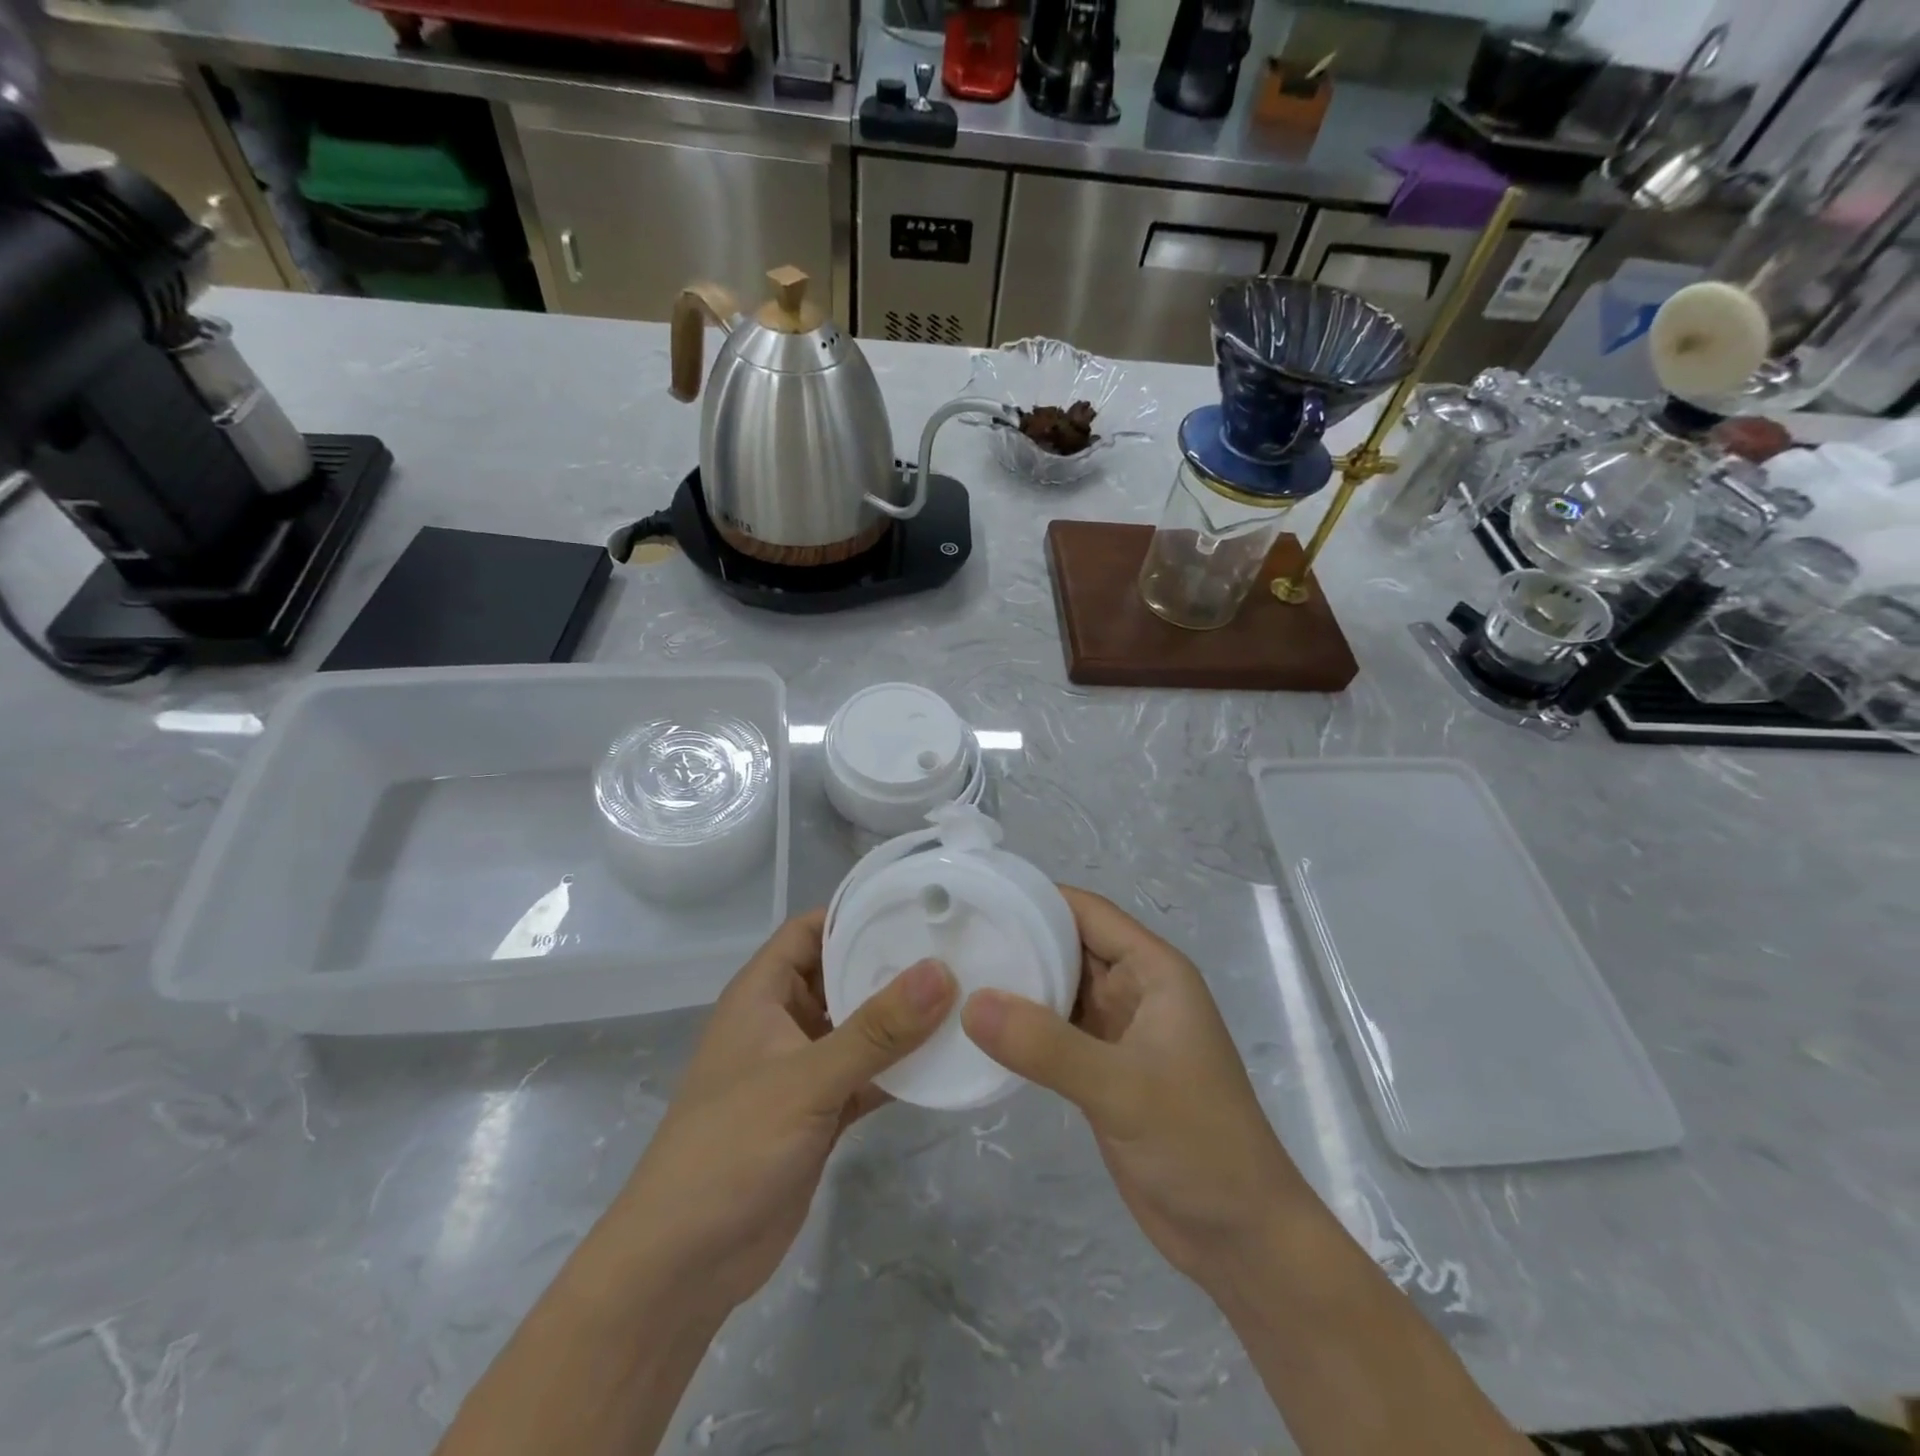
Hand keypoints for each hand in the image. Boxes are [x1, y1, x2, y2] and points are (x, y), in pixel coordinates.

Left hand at [609, 910, 954, 1312]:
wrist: (683, 1265)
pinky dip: (899, 1070)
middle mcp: (782, 1022)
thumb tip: (940, 971)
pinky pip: (867, 1076)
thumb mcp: (806, 1080)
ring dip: (901, 1021)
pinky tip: (945, 1063)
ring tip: (964, 998)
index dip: (855, 912)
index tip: (915, 903)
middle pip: (841, 975)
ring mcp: (801, 1070)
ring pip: (859, 1029)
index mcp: (762, 994)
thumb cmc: (731, 1147)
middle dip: (891, 964)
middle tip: (957, 949)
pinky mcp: (819, 1114)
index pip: (810, 930)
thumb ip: (876, 1030)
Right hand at [961, 888, 1304, 1292]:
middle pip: (1068, 945)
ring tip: (952, 973)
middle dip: (1017, 937)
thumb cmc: (1197, 1144)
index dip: (1035, 897)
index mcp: (1153, 970)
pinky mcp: (1101, 1069)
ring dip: (1016, 982)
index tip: (977, 896)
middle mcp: (1135, 989)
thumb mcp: (1121, 1088)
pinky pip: (1054, 1031)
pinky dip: (1021, 1026)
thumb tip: (970, 1003)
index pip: (1086, 911)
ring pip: (1059, 988)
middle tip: (949, 936)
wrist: (1240, 1238)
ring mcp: (1117, 1031)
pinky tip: (978, 1028)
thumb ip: (1045, 1045)